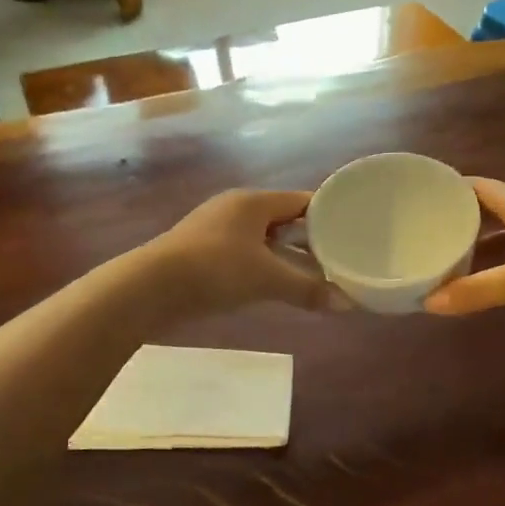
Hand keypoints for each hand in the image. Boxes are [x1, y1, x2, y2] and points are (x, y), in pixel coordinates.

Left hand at [147, 189, 331, 313]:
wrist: (150, 288)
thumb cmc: (214, 270)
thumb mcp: (266, 279)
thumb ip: (308, 290)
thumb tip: (348, 304)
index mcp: (253, 202)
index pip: (302, 201)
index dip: (328, 215)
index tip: (354, 230)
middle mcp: (235, 209)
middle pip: (283, 219)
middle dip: (309, 239)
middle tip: (339, 257)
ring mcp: (215, 230)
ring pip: (263, 239)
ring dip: (286, 255)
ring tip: (314, 274)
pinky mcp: (202, 252)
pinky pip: (245, 253)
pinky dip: (264, 265)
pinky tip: (275, 284)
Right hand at [425, 179, 504, 347]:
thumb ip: (475, 291)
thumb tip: (427, 302)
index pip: (484, 188)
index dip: (456, 186)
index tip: (424, 191)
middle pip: (494, 214)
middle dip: (462, 220)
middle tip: (426, 230)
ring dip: (480, 250)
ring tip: (445, 259)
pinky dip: (498, 274)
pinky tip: (482, 287)